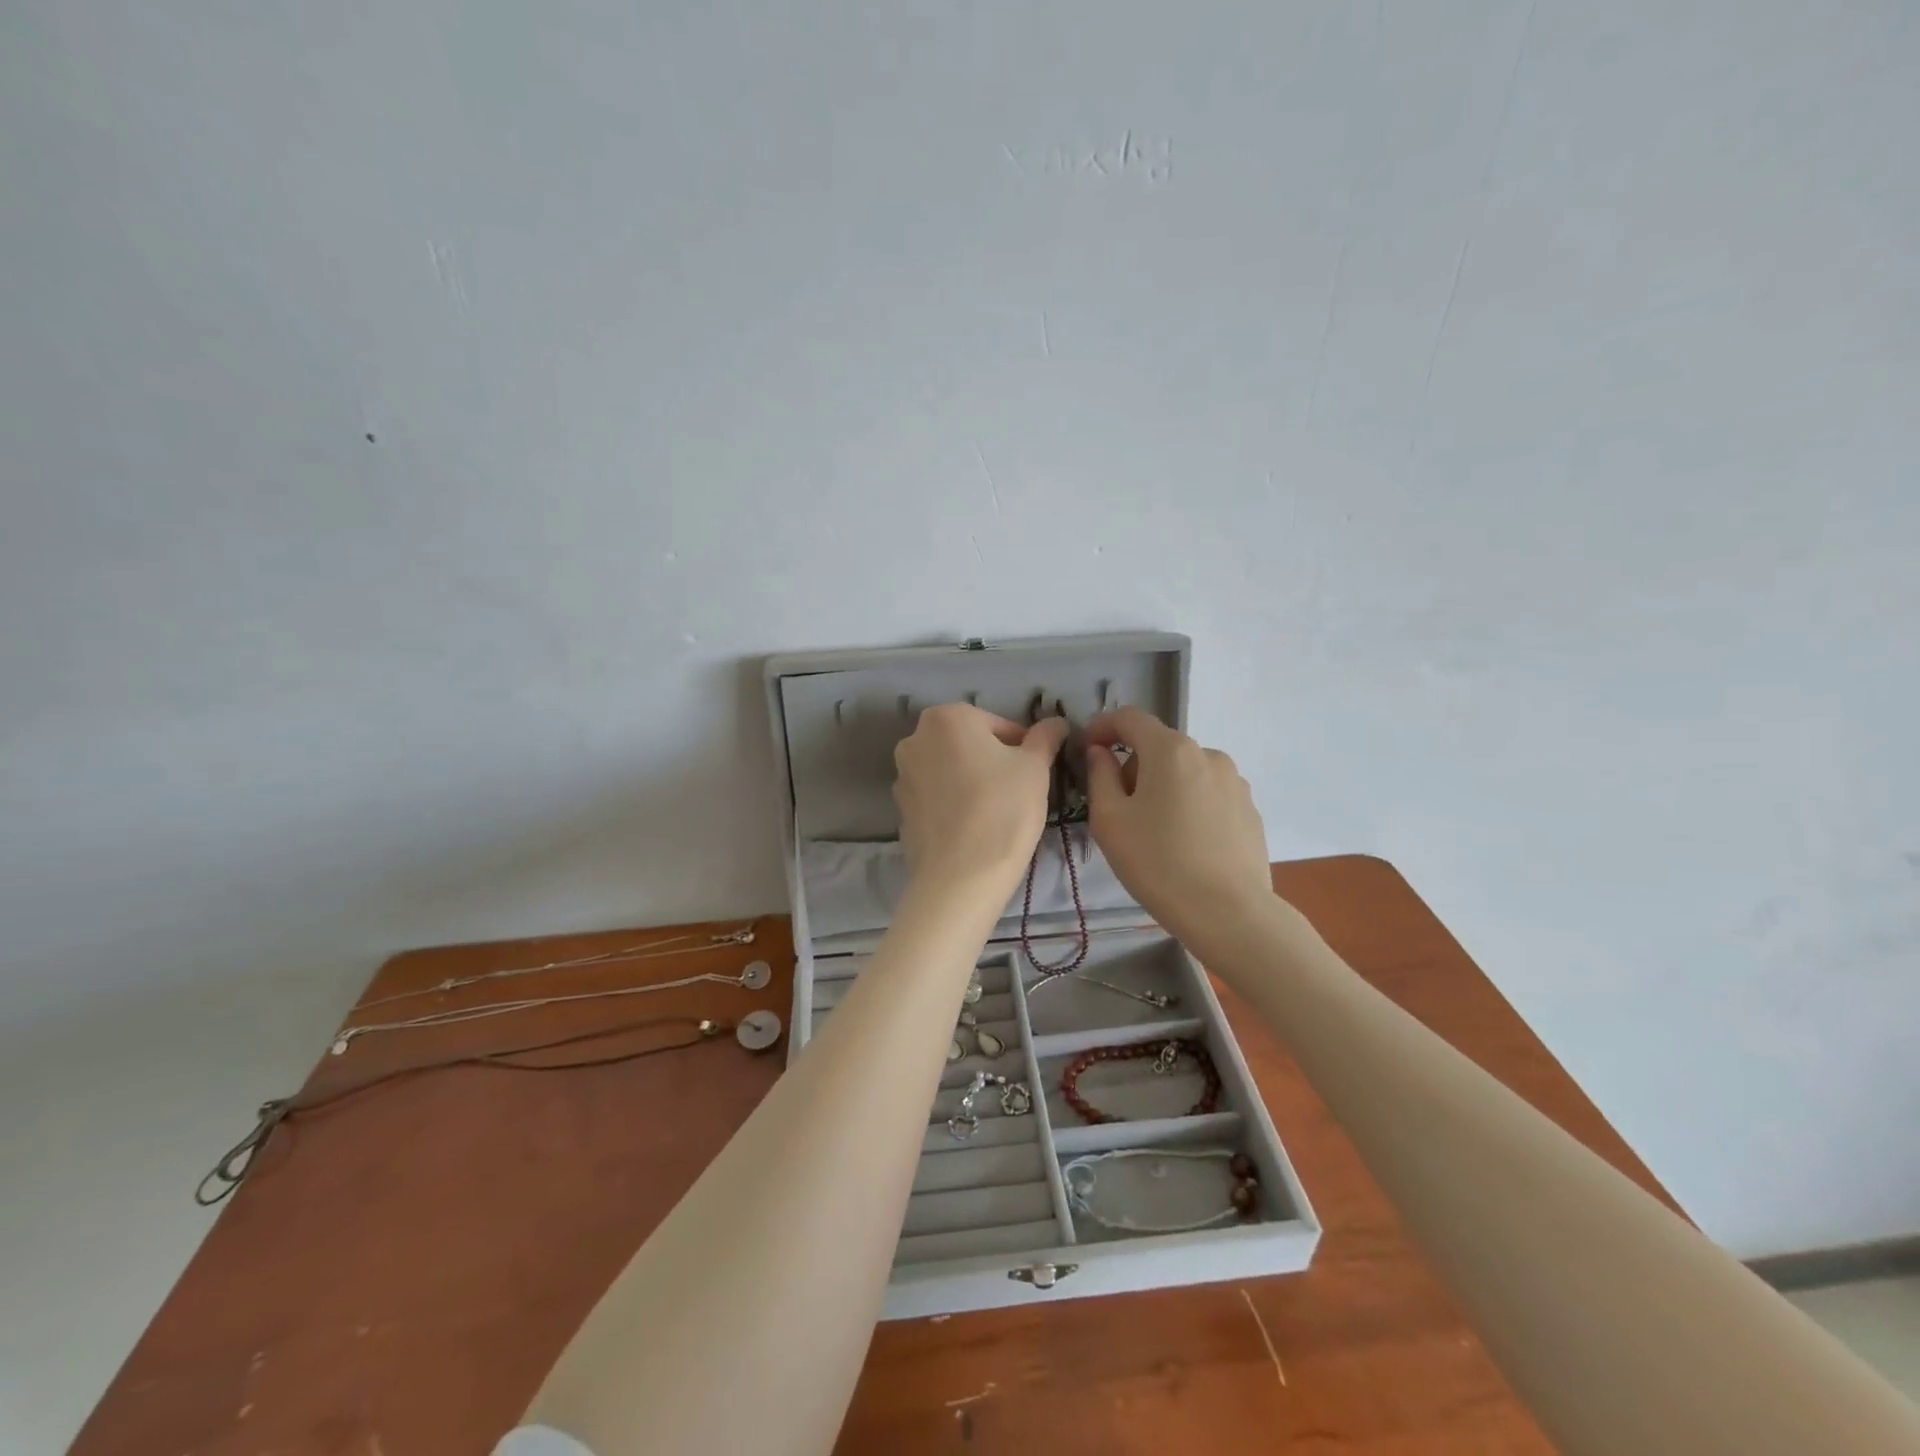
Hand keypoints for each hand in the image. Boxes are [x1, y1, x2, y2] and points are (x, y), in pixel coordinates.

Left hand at [894, 704, 1069, 887]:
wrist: (961, 876)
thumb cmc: (1003, 810)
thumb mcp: (1036, 767)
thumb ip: (1045, 737)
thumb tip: (1056, 722)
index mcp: (947, 717)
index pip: (998, 724)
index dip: (1022, 748)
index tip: (1034, 774)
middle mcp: (915, 738)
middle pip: (969, 744)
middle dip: (993, 762)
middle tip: (1017, 792)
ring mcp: (902, 775)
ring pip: (950, 770)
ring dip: (971, 782)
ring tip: (995, 813)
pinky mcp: (900, 810)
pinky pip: (936, 798)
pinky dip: (953, 805)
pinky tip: (972, 829)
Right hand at [1084, 707, 1273, 943]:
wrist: (1229, 914)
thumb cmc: (1158, 863)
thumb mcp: (1110, 820)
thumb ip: (1099, 775)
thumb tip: (1101, 753)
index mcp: (1170, 750)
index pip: (1129, 718)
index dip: (1102, 726)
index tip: (1086, 749)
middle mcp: (1208, 754)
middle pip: (1159, 747)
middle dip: (1133, 767)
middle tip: (1119, 810)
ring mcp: (1234, 782)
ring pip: (1185, 772)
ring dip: (1163, 788)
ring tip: (1155, 833)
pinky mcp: (1250, 810)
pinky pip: (1208, 795)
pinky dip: (1189, 806)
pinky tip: (1185, 845)